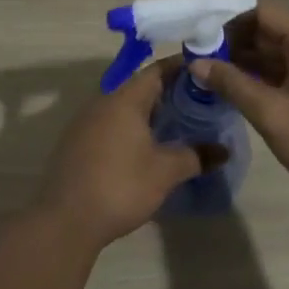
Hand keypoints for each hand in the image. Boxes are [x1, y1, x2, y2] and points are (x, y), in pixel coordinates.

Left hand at [35, 65, 225, 249]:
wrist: (64, 220)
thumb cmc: (120, 186)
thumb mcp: (165, 172)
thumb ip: (196, 156)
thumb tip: (223, 151)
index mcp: (125, 99)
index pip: (157, 70)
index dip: (181, 68)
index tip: (204, 73)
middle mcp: (103, 102)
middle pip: (140, 87)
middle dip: (168, 93)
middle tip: (197, 104)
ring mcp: (85, 123)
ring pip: (124, 108)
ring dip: (148, 113)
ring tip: (175, 127)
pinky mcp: (76, 144)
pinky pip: (110, 125)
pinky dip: (130, 129)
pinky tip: (144, 149)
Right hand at [189, 2, 288, 209]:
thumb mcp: (272, 114)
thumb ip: (233, 85)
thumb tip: (196, 63)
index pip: (262, 12)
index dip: (230, 20)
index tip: (200, 36)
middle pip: (266, 31)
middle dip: (231, 42)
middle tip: (196, 58)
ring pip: (271, 53)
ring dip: (241, 61)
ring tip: (206, 74)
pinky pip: (280, 71)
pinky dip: (256, 77)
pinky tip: (231, 90)